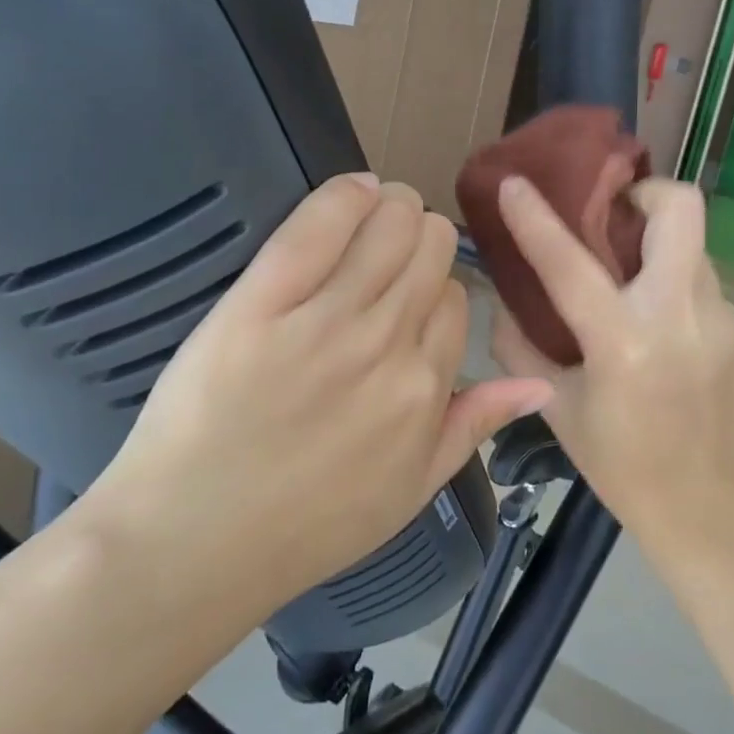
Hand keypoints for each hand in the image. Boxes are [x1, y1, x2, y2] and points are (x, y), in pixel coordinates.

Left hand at [86, 173, 550, 616]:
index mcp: (426, 388)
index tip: (405, 294)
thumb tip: (540, 385)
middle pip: (429, 247)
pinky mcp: (262, 300)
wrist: (193, 541)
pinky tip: (351, 193)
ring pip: (390, 223)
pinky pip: (321, 222)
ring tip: (370, 214)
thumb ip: (475, 427)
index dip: (433, 288)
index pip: (455, 298)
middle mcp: (388, 344)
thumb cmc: (305, 525)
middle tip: (388, 248)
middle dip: (419, 236)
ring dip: (390, 207)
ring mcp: (326, 319)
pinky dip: (346, 195)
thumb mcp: (411, 490)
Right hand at [491, 176, 733, 559]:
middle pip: (680, 209)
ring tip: (625, 268)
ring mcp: (719, 318)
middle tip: (608, 213)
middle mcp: (679, 316)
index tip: (515, 183)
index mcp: (624, 342)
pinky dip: (669, 276)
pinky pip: (699, 277)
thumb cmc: (619, 463)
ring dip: (654, 239)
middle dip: (642, 192)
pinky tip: (652, 315)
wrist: (704, 506)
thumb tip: (504, 301)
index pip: (571, 262)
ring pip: (690, 241)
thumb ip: (521, 345)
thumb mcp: (555, 406)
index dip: (536, 218)